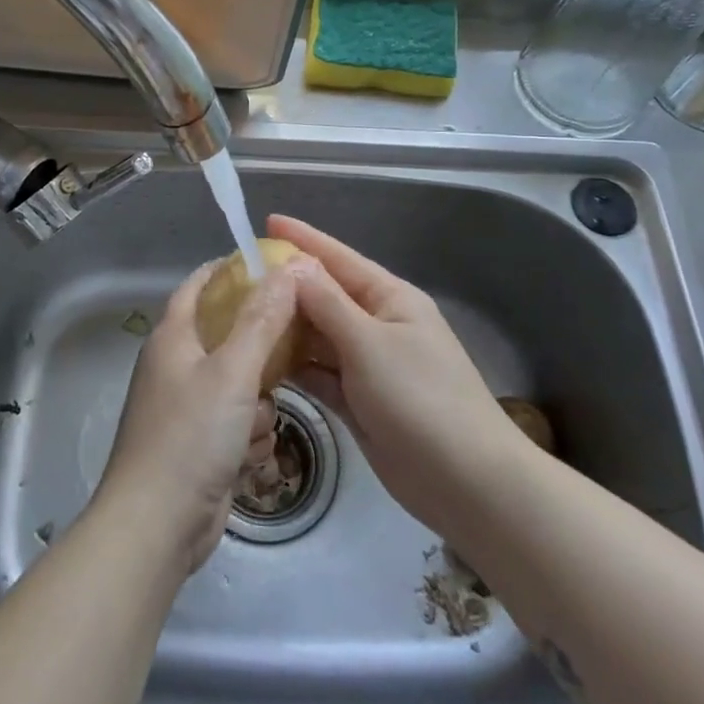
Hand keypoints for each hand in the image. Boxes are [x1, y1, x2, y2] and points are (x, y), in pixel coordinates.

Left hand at [95, 259, 297, 575]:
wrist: (157, 526)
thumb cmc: (191, 436)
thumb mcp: (233, 372)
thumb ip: (263, 320)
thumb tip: (287, 269)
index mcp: (173, 337)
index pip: (200, 285)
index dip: (232, 271)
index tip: (273, 268)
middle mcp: (177, 366)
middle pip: (230, 337)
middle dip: (260, 356)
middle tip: (290, 356)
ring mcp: (187, 408)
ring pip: (243, 386)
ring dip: (258, 407)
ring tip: (254, 427)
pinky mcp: (200, 445)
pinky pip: (239, 424)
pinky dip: (248, 439)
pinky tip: (246, 459)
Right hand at [268, 215, 520, 545]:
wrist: (465, 482)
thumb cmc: (419, 398)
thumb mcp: (369, 343)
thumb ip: (327, 303)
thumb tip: (293, 265)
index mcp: (389, 299)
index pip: (339, 258)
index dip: (303, 239)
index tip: (267, 221)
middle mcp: (377, 325)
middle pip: (325, 297)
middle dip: (286, 286)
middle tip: (237, 277)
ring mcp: (368, 365)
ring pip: (318, 336)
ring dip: (286, 328)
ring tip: (240, 316)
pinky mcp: (359, 401)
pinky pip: (320, 374)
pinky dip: (296, 367)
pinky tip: (262, 361)